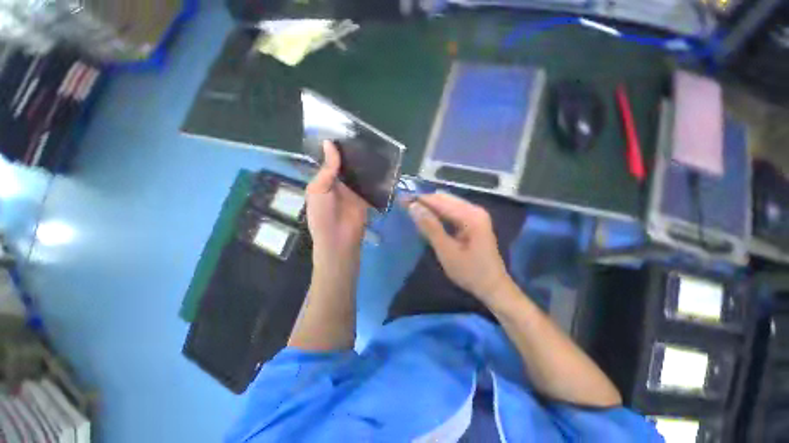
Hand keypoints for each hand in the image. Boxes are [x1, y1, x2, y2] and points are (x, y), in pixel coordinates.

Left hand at [307, 141, 368, 262]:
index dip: (336, 148)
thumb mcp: (319, 189)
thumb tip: (330, 143)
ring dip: (364, 164)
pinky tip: (380, 164)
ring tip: (374, 146)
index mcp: (324, 180)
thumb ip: (327, 168)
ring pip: (359, 174)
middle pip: (346, 166)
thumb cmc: (322, 214)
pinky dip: (373, 177)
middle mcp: (339, 183)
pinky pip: (369, 185)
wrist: (339, 238)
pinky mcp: (365, 197)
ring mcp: (353, 191)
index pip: (331, 161)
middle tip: (363, 135)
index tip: (345, 131)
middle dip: (353, 154)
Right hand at [407, 193, 512, 301]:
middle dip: (424, 201)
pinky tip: (427, 219)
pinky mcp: (473, 221)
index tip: (401, 200)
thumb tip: (413, 207)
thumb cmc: (470, 272)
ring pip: (447, 204)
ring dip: (430, 207)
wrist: (493, 287)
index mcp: (471, 216)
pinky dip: (438, 214)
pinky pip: (452, 211)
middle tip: (404, 206)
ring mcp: (475, 214)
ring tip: (412, 211)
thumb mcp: (447, 251)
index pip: (440, 201)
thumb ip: (430, 227)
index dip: (420, 199)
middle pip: (444, 198)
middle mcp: (475, 210)